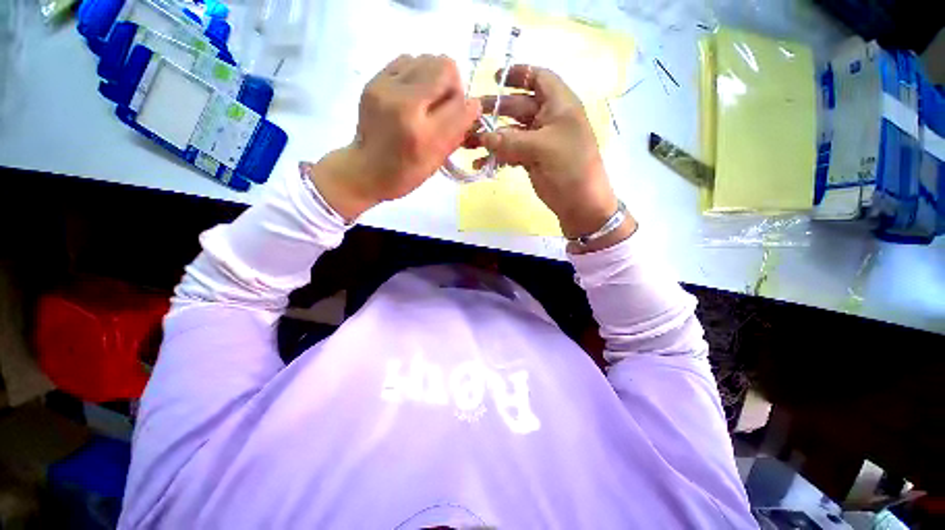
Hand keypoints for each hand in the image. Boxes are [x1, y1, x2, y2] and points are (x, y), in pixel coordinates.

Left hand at [308, 54, 481, 220]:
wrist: (365, 170)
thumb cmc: (406, 174)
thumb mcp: (437, 162)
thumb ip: (457, 133)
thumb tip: (472, 106)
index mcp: (424, 136)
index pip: (462, 105)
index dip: (469, 108)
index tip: (465, 114)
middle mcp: (405, 106)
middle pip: (445, 67)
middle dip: (453, 85)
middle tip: (445, 104)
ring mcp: (386, 89)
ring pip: (427, 59)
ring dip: (435, 78)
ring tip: (428, 99)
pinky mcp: (374, 81)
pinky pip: (406, 60)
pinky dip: (416, 73)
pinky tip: (412, 92)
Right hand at [471, 65, 635, 249]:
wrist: (579, 202)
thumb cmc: (570, 166)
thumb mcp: (542, 148)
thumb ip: (511, 141)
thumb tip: (483, 137)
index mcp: (558, 104)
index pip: (538, 78)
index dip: (519, 74)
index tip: (495, 78)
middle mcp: (547, 119)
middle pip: (516, 106)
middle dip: (494, 111)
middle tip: (469, 118)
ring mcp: (537, 141)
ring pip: (509, 132)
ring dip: (489, 138)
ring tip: (467, 144)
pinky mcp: (530, 160)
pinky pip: (509, 153)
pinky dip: (496, 157)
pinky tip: (480, 164)